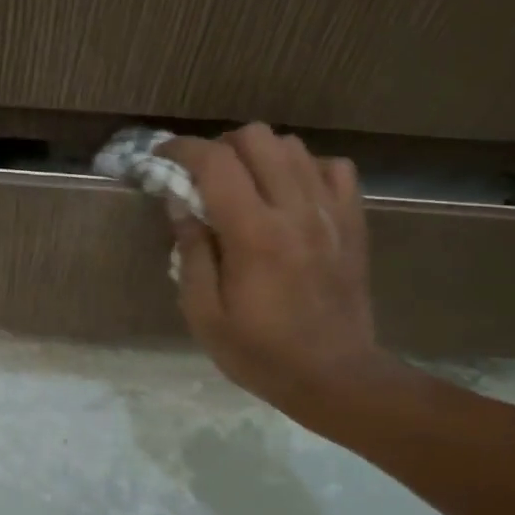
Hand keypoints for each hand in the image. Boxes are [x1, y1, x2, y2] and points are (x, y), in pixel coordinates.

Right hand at [164, 125, 393, 418]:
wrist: (335, 376)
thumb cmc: (260, 352)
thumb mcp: (204, 314)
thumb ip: (191, 253)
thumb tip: (180, 203)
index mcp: (253, 234)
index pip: (215, 162)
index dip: (181, 149)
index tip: (161, 157)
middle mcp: (295, 210)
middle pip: (257, 138)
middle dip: (221, 147)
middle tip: (203, 177)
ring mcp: (330, 212)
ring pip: (293, 146)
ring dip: (260, 156)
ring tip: (244, 185)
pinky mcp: (353, 221)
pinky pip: (333, 168)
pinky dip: (304, 169)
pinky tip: (289, 195)